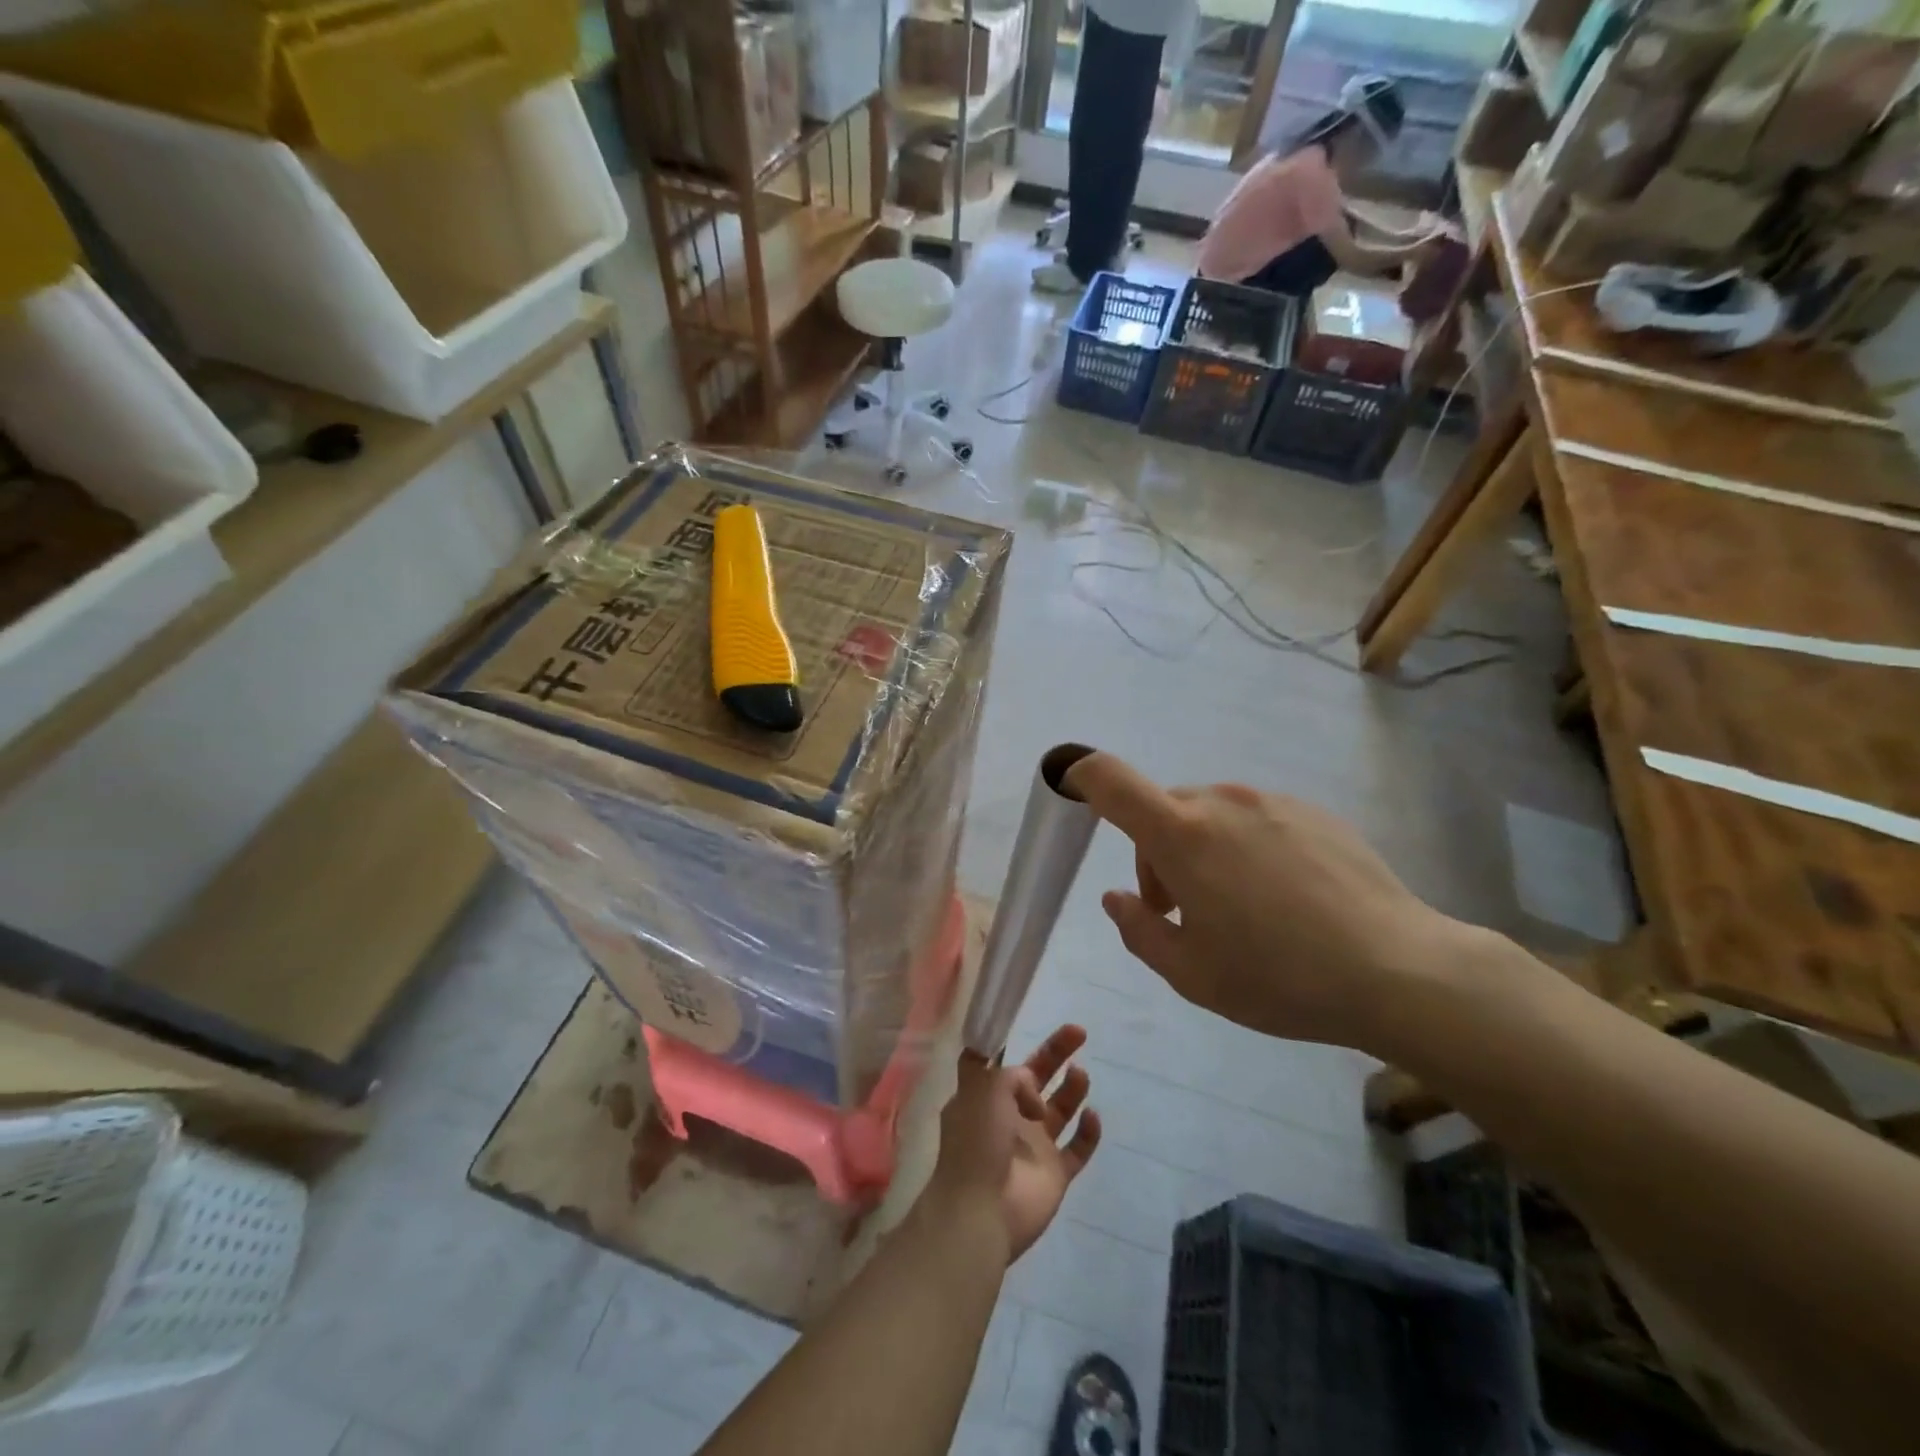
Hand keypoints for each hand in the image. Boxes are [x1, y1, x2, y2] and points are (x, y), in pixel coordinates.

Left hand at [927, 1025, 1101, 1262]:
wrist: (981, 1212)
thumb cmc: (976, 1142)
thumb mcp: (985, 1088)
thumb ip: (1013, 1075)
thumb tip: (1034, 1089)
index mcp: (982, 1097)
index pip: (992, 1063)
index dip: (1004, 1043)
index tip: (1022, 1024)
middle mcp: (1007, 1117)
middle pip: (1036, 1077)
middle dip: (1056, 1053)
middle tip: (1079, 1031)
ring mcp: (1032, 1146)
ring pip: (1059, 1109)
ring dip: (1072, 1088)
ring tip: (1080, 1074)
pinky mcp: (1054, 1174)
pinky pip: (1078, 1148)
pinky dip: (1088, 1131)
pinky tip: (1092, 1115)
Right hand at [1065, 753, 1472, 1053]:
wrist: (1399, 970)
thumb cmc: (1278, 977)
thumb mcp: (1191, 974)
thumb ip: (1139, 930)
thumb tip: (1118, 899)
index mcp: (1181, 834)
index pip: (1111, 780)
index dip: (1082, 776)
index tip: (1073, 791)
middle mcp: (1221, 802)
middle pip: (1162, 810)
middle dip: (1156, 853)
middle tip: (1182, 911)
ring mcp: (1271, 802)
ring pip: (1209, 815)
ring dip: (1201, 850)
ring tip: (1238, 908)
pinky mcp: (1312, 812)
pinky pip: (1254, 819)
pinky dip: (1245, 847)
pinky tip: (1283, 898)